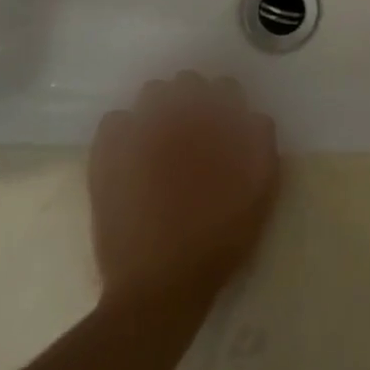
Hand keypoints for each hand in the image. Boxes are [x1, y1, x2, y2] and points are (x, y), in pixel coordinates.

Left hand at [88, 73, 278, 307]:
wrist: (160, 286)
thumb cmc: (218, 240)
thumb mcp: (260, 193)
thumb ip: (262, 145)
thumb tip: (253, 117)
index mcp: (214, 125)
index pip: (224, 87)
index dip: (227, 104)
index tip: (226, 127)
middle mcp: (176, 119)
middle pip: (186, 83)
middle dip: (193, 100)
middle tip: (196, 133)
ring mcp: (137, 136)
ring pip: (149, 95)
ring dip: (160, 109)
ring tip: (163, 140)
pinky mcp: (106, 159)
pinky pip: (114, 121)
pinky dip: (125, 128)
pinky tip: (132, 152)